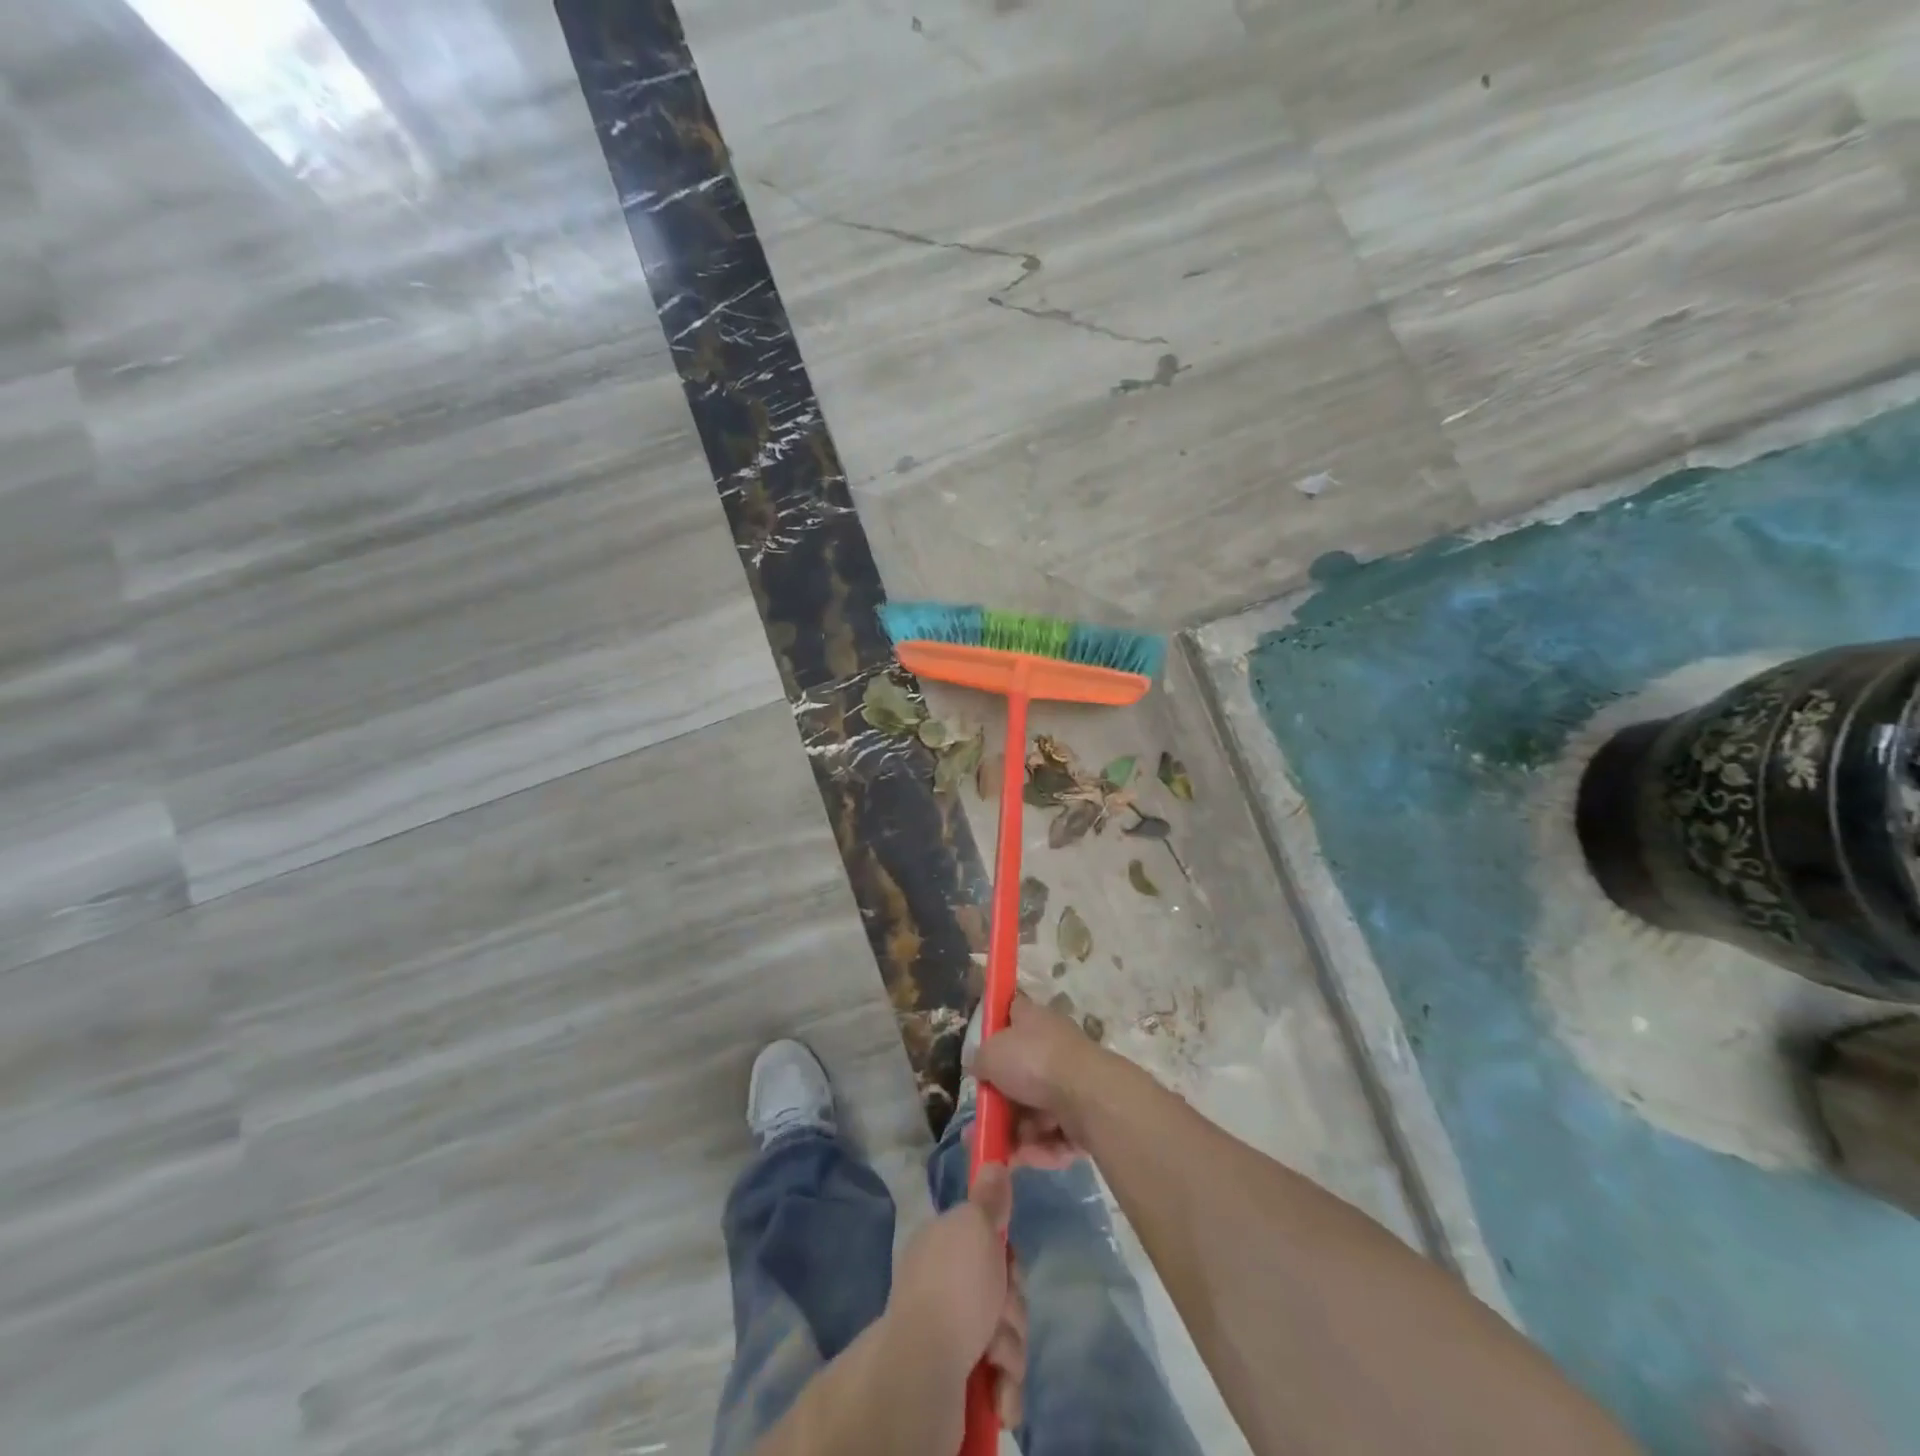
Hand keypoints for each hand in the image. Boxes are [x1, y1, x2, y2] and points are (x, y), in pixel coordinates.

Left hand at [886, 1163, 1026, 1442]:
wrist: (924, 1373)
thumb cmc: (954, 1288)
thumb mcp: (975, 1225)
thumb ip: (988, 1199)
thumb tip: (993, 1163)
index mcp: (942, 1245)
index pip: (986, 1238)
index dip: (1006, 1251)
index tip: (1008, 1258)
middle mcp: (943, 1284)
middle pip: (1002, 1286)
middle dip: (1012, 1304)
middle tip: (1002, 1310)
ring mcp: (950, 1332)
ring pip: (1005, 1331)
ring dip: (1011, 1345)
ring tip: (995, 1358)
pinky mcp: (960, 1378)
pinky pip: (999, 1376)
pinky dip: (1004, 1385)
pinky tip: (998, 1392)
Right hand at [972, 993, 1101, 1169]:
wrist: (1088, 1096)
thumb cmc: (1034, 1062)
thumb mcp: (991, 1053)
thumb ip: (980, 1060)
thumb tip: (981, 1067)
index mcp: (1034, 1020)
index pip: (1012, 1012)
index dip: (997, 1025)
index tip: (982, 1048)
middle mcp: (1054, 1047)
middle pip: (1020, 1073)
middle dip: (999, 1104)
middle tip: (981, 1125)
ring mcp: (1072, 1082)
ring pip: (1036, 1110)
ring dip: (1016, 1133)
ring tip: (997, 1152)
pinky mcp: (1086, 1115)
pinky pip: (1055, 1133)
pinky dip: (1040, 1148)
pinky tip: (1024, 1158)